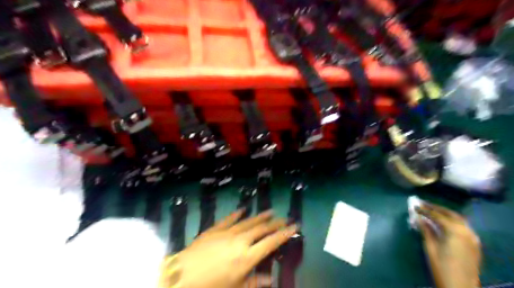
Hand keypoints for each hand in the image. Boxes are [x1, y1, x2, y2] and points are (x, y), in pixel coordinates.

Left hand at [160, 209, 297, 287]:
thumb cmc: (210, 286)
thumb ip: (254, 282)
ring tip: (270, 211)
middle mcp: (240, 240)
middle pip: (262, 228)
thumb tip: (270, 279)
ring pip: (248, 221)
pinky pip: (229, 219)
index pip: (271, 242)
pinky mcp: (215, 228)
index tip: (294, 227)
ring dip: (260, 216)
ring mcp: (227, 232)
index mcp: (247, 257)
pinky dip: (237, 214)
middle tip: (284, 219)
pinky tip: (243, 209)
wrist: (181, 275)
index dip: (284, 234)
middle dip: (275, 223)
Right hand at [417, 204, 481, 287]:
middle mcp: (466, 231)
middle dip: (436, 208)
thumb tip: (418, 218)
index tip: (414, 206)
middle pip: (450, 214)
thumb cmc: (441, 266)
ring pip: (459, 219)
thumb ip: (426, 230)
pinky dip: (452, 221)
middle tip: (423, 204)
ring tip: (432, 211)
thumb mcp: (430, 247)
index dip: (424, 210)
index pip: (437, 216)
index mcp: (455, 231)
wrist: (460, 287)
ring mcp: (472, 237)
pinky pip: (463, 226)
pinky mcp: (474, 244)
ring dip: (445, 213)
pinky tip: (444, 223)